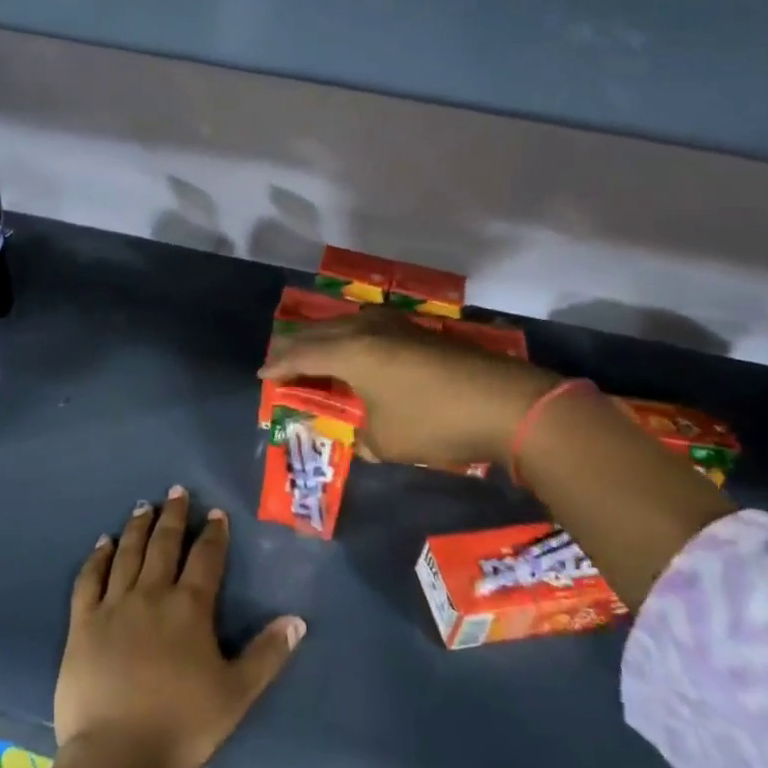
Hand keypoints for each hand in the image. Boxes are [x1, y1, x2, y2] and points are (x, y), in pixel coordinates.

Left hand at [56, 487, 304, 767]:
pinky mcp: (83, 622)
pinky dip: (98, 557)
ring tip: (143, 506)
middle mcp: (152, 594)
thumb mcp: (236, 694)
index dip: (213, 533)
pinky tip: (103, 543)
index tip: (215, 513)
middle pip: (164, 544)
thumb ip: (267, 655)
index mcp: (190, 607)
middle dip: (173, 516)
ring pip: (128, 553)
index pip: (206, 558)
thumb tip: (297, 620)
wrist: (116, 755)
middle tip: (176, 491)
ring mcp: (114, 605)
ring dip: (138, 527)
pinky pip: (89, 579)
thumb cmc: (181, 725)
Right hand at [260, 308, 557, 470]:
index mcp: (349, 351)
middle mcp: (366, 329)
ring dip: (325, 340)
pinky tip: (357, 352)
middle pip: (319, 333)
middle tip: (280, 360)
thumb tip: (363, 435)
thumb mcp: (386, 440)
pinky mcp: (417, 332)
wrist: (505, 402)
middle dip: (296, 347)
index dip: (279, 366)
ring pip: (345, 326)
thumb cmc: (434, 421)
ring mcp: (394, 326)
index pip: (301, 355)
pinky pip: (368, 330)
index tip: (262, 375)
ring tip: (314, 353)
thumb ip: (363, 436)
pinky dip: (351, 341)